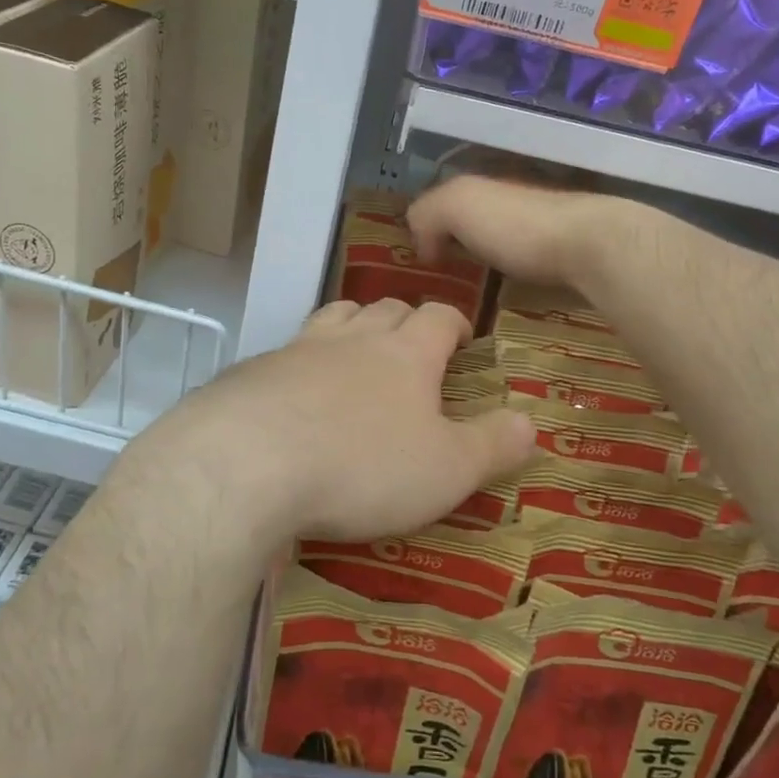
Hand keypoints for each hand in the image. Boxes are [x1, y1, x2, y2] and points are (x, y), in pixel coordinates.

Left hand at [135, 299, 535, 544]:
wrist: (247, 463)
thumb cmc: (362, 466)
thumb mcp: (447, 469)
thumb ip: (493, 445)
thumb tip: (531, 421)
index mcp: (406, 353)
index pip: (438, 317)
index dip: (455, 321)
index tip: (463, 337)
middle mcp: (353, 338)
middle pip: (385, 308)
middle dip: (404, 319)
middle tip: (412, 345)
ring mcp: (299, 349)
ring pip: (335, 316)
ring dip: (353, 325)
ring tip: (358, 348)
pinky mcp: (254, 372)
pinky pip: (287, 350)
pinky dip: (303, 360)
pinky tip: (296, 391)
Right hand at [408, 175, 616, 288]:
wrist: (593, 247)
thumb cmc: (518, 224)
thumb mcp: (456, 205)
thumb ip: (427, 213)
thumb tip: (423, 247)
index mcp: (487, 187)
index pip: (448, 201)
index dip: (431, 226)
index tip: (420, 261)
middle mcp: (516, 202)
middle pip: (478, 223)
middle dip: (461, 246)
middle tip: (442, 284)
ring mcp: (547, 230)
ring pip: (506, 247)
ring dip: (491, 268)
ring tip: (471, 302)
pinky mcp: (569, 261)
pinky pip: (531, 271)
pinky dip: (518, 284)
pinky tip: (509, 304)